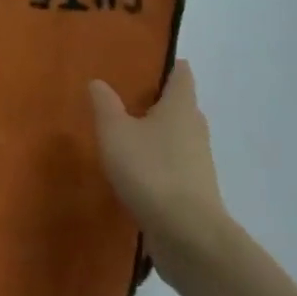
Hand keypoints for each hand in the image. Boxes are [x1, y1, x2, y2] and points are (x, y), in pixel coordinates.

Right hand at [89, 61, 231, 287]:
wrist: (188, 236)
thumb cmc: (151, 171)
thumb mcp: (115, 132)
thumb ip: (105, 104)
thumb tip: (98, 81)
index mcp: (180, 107)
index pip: (181, 74)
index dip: (167, 64)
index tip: (145, 59)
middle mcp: (195, 129)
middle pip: (179, 105)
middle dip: (156, 99)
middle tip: (124, 94)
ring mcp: (198, 162)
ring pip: (176, 136)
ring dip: (155, 132)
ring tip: (122, 131)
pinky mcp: (193, 190)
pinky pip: (173, 164)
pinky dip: (156, 160)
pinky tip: (132, 168)